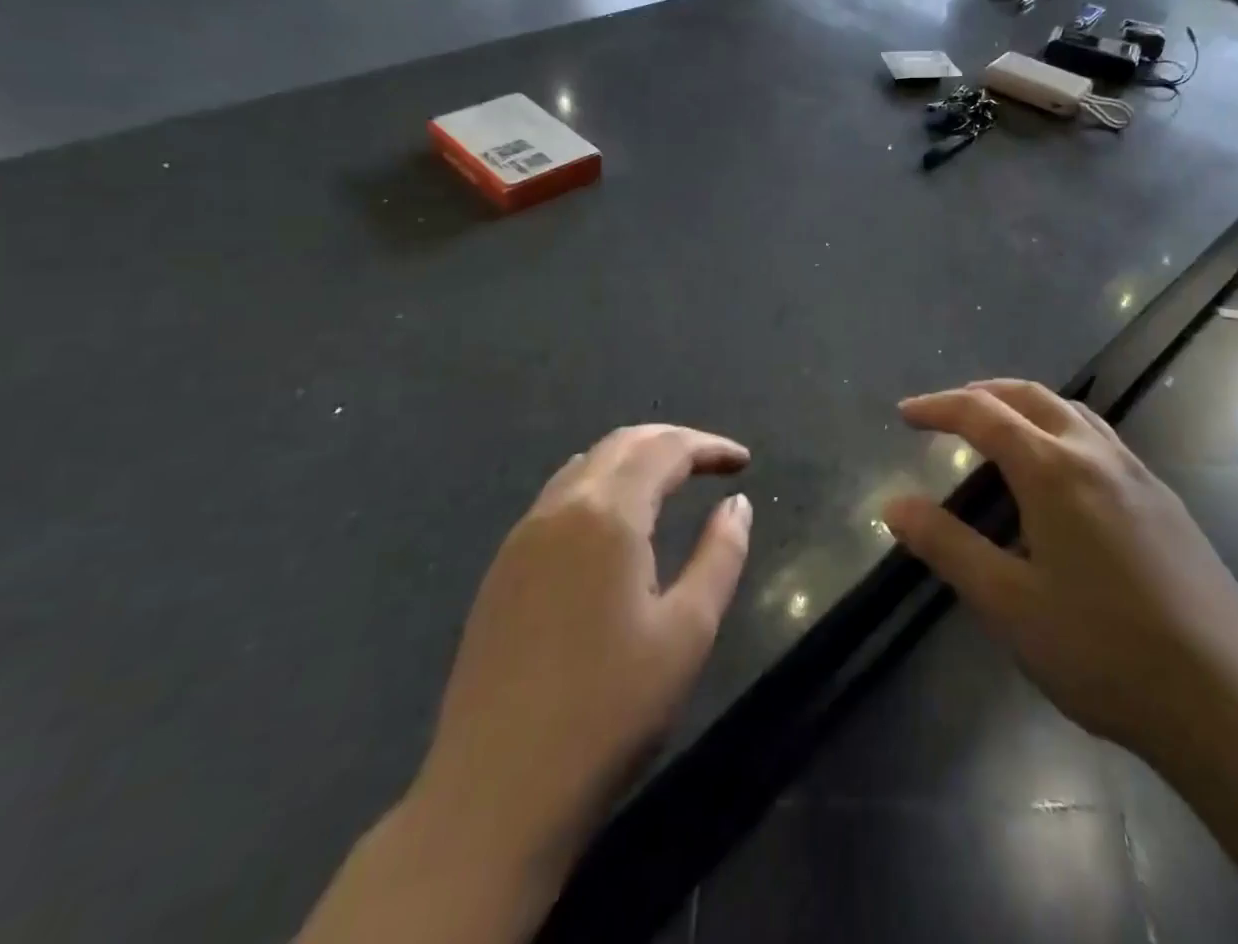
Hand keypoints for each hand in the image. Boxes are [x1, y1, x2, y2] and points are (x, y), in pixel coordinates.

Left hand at [408, 426, 751, 897]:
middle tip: (712, 464)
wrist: (495, 795)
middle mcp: (560, 509)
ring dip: (633, 460)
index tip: (743, 463)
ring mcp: (522, 539)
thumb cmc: (608, 711)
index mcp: (607, 515)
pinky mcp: (501, 571)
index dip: (709, 447)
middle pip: (621, 445)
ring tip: (670, 482)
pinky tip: (613, 520)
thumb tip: (736, 505)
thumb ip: (720, 555)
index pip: (665, 450)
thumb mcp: (688, 632)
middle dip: (672, 443)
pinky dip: (599, 486)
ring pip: (585, 467)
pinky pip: (558, 498)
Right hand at [882, 381, 1237, 772]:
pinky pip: (1101, 437)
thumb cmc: (1102, 651)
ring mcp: (1137, 473)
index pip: (983, 414)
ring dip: (1025, 405)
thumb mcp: (1008, 604)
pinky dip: (1062, 428)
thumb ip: (947, 546)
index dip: (938, 407)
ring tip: (998, 430)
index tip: (905, 414)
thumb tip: (894, 505)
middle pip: (1030, 396)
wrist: (1226, 699)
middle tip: (946, 412)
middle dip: (982, 394)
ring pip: (1071, 411)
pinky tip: (1061, 473)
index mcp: (1053, 469)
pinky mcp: (1164, 499)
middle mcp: (1096, 454)